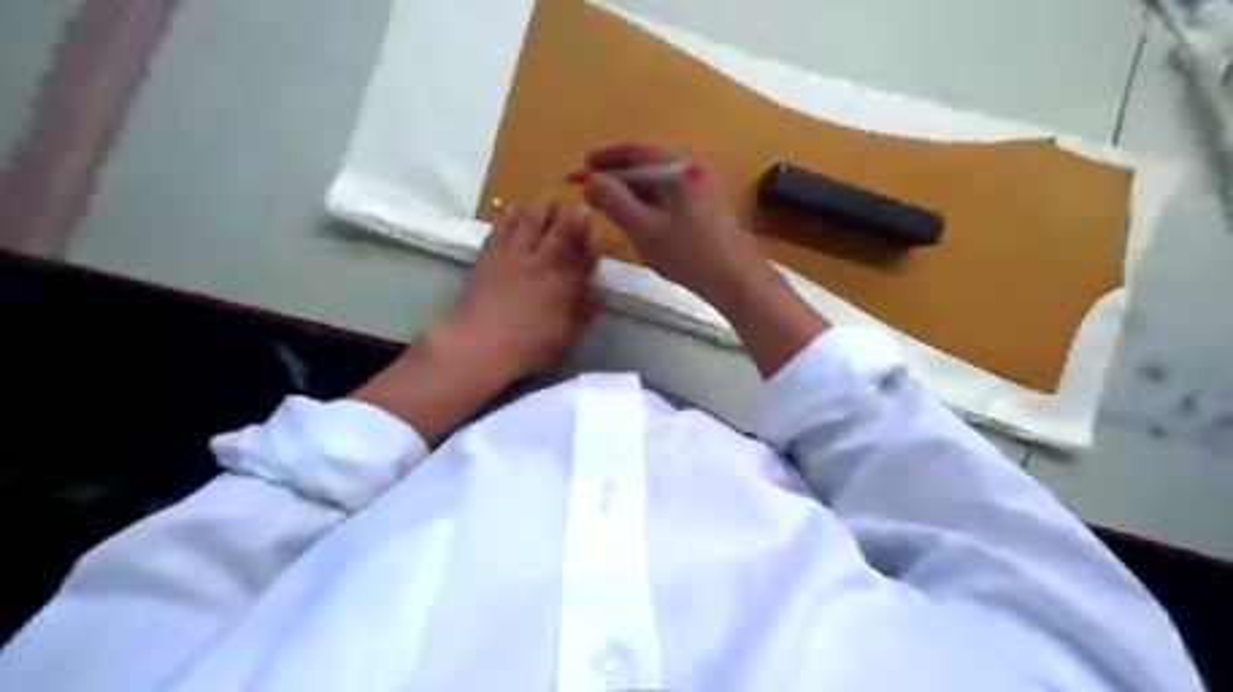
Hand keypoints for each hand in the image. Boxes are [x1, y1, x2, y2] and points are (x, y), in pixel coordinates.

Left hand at [353, 191, 602, 441]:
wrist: (477, 344)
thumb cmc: (524, 349)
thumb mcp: (561, 341)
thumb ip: (579, 320)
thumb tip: (596, 305)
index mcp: (562, 288)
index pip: (584, 260)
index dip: (593, 245)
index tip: (598, 233)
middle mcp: (541, 266)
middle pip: (560, 234)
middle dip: (573, 219)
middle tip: (579, 205)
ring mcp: (513, 258)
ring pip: (530, 224)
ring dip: (541, 208)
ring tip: (548, 196)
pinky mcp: (489, 257)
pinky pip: (500, 229)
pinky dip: (507, 215)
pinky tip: (510, 206)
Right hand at [585, 140, 827, 376]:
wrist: (735, 278)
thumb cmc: (687, 253)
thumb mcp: (643, 228)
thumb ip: (614, 200)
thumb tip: (592, 180)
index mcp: (677, 165)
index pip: (634, 150)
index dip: (604, 158)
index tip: (581, 169)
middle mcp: (692, 165)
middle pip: (646, 162)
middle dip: (617, 177)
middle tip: (593, 196)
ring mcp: (704, 182)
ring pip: (659, 179)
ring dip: (633, 191)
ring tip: (612, 209)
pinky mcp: (709, 201)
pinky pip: (671, 192)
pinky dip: (651, 200)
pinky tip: (640, 219)